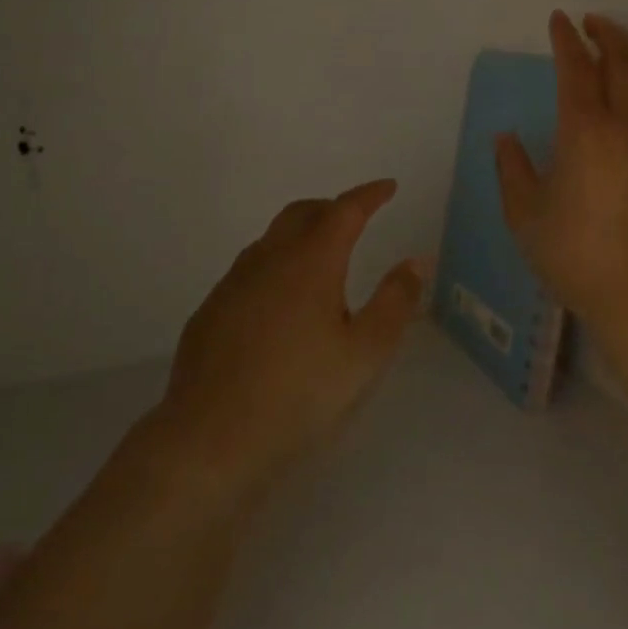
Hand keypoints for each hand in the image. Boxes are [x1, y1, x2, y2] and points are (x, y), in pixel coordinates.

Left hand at [144, 180, 427, 513]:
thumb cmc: (300, 395)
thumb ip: (395, 302)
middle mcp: (268, 260)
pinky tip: (279, 306)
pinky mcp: (210, 311)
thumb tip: (416, 261)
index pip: (345, 210)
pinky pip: (249, 271)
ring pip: (271, 240)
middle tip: (356, 220)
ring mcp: (232, 284)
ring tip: (321, 261)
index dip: (369, 195)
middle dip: (332, 208)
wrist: (210, 441)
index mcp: (311, 262)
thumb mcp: (365, 354)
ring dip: (300, 236)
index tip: (388, 187)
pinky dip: (274, 267)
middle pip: (302, 213)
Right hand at [496, 12, 627, 350]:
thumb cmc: (573, 254)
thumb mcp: (525, 214)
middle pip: (621, 64)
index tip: (558, 20)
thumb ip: (513, 169)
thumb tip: (506, 138)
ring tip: (614, 46)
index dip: (566, 41)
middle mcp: (625, 127)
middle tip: (591, 22)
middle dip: (606, 36)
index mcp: (584, 132)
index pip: (576, 70)